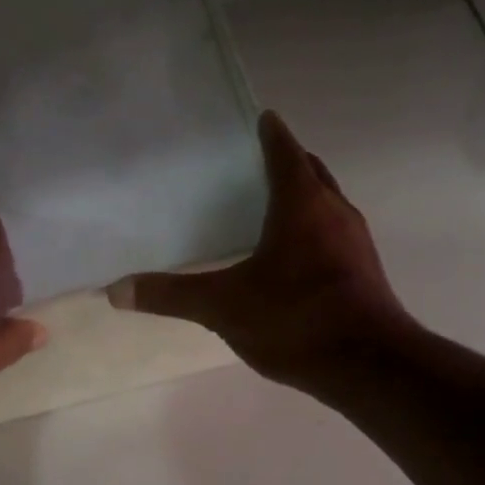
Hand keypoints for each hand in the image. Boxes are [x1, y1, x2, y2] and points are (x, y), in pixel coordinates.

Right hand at [108, 111, 414, 394]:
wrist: (368, 364)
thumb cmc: (295, 319)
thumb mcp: (222, 306)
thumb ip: (170, 295)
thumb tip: (116, 291)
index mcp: (301, 204)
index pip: (284, 152)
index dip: (270, 134)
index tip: (259, 120)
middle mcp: (335, 212)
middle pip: (312, 173)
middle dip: (288, 164)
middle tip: (253, 167)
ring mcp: (355, 243)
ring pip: (326, 206)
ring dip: (303, 200)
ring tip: (268, 211)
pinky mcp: (364, 273)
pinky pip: (333, 237)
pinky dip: (311, 234)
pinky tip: (290, 262)